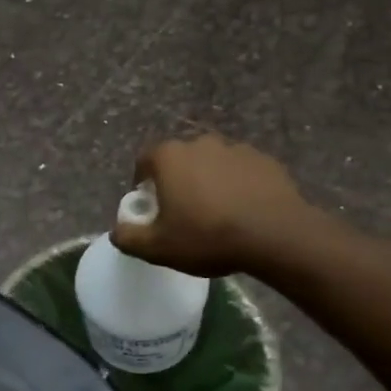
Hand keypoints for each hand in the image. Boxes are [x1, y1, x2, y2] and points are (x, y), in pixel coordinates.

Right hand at [111, 133, 312, 277]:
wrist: (274, 234)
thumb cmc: (208, 236)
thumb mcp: (159, 247)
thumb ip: (129, 237)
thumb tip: (116, 231)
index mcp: (170, 157)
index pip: (145, 159)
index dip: (142, 182)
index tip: (150, 205)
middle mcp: (200, 143)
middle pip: (179, 159)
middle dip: (177, 181)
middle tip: (183, 212)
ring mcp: (235, 148)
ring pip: (212, 163)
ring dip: (209, 181)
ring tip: (217, 213)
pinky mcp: (263, 159)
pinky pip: (241, 171)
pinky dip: (238, 185)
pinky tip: (244, 210)